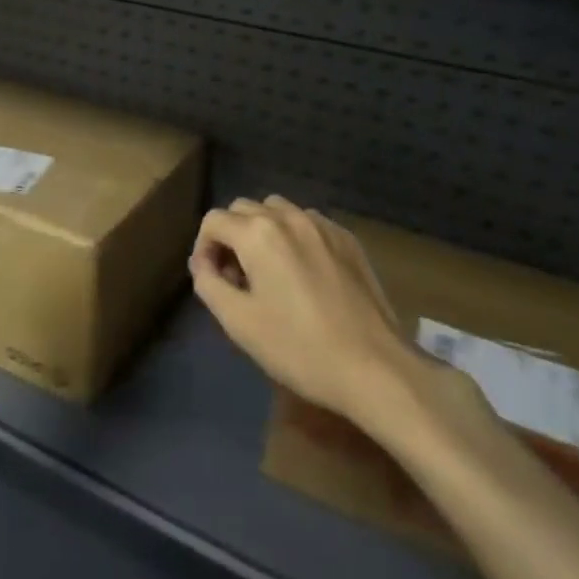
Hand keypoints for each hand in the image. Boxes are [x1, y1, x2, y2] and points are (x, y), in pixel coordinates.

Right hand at [191, 196, 482, 446]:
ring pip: (278, 210)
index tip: (212, 278)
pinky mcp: (348, 240)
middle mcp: (288, 217)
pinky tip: (303, 274)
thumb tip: (203, 263)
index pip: (213, 220)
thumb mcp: (238, 321)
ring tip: (269, 270)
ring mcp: (323, 226)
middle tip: (237, 277)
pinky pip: (308, 223)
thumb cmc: (298, 347)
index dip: (203, 247)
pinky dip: (294, 237)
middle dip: (231, 236)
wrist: (375, 368)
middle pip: (243, 209)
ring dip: (262, 231)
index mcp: (258, 233)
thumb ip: (208, 283)